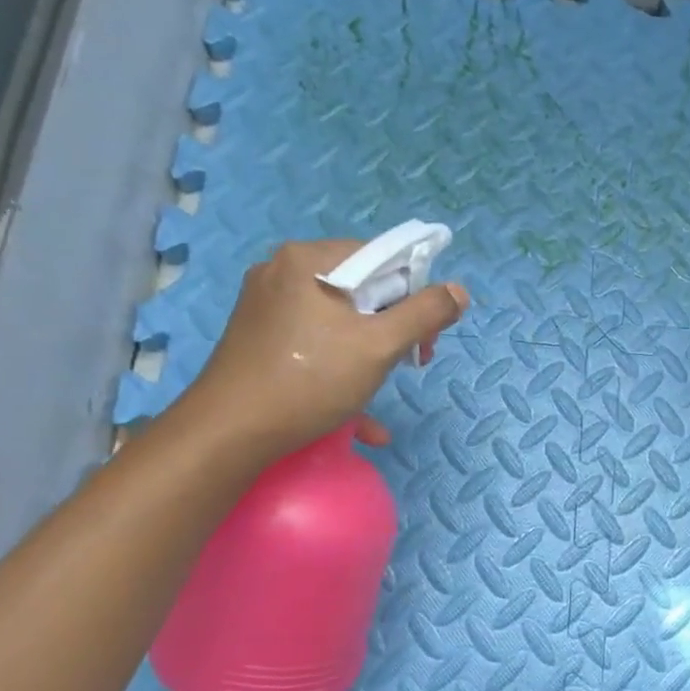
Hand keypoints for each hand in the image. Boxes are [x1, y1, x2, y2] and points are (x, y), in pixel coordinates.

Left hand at [184, 239, 467, 459]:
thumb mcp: (379, 346)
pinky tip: (356, 414)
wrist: (230, 432)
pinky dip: (339, 369)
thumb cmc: (310, 380)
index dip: (414, 295)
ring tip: (379, 386)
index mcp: (308, 260)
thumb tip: (459, 292)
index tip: (423, 339)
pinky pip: (314, 343)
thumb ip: (425, 314)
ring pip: (338, 320)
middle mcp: (282, 272)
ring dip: (369, 354)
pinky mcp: (258, 338)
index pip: (381, 258)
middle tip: (408, 363)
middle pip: (359, 289)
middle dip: (392, 327)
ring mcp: (266, 306)